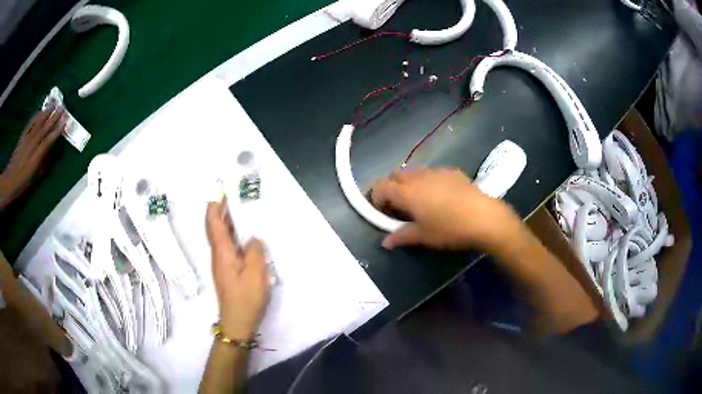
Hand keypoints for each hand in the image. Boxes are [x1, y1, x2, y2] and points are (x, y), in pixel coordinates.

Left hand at [1, 110, 65, 208]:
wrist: (9, 181)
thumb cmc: (22, 183)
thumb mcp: (34, 178)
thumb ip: (43, 163)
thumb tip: (50, 150)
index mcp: (35, 159)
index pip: (48, 141)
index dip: (57, 130)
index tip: (65, 121)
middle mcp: (31, 146)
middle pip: (44, 129)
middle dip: (53, 118)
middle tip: (62, 108)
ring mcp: (26, 139)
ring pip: (37, 123)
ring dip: (46, 113)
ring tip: (54, 105)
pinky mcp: (22, 136)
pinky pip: (30, 124)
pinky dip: (36, 116)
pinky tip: (40, 111)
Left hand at [206, 199, 269, 339]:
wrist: (237, 322)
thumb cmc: (246, 299)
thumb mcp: (256, 275)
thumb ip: (255, 252)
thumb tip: (252, 239)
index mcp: (223, 253)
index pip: (214, 223)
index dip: (214, 206)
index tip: (218, 190)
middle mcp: (218, 255)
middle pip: (214, 228)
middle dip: (217, 210)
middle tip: (227, 195)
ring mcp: (221, 264)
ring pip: (219, 237)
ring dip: (223, 221)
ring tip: (234, 209)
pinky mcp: (226, 271)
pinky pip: (225, 246)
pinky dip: (229, 234)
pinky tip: (240, 235)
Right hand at [370, 167, 522, 253]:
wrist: (483, 217)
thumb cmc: (449, 229)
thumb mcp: (424, 236)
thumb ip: (401, 236)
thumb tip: (385, 242)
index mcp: (407, 193)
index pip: (381, 187)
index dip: (376, 197)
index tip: (382, 211)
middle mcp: (418, 177)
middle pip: (395, 175)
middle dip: (391, 187)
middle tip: (398, 206)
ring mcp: (436, 171)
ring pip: (414, 172)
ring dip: (409, 183)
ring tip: (420, 200)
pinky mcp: (452, 171)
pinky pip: (432, 172)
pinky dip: (428, 181)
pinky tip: (441, 196)